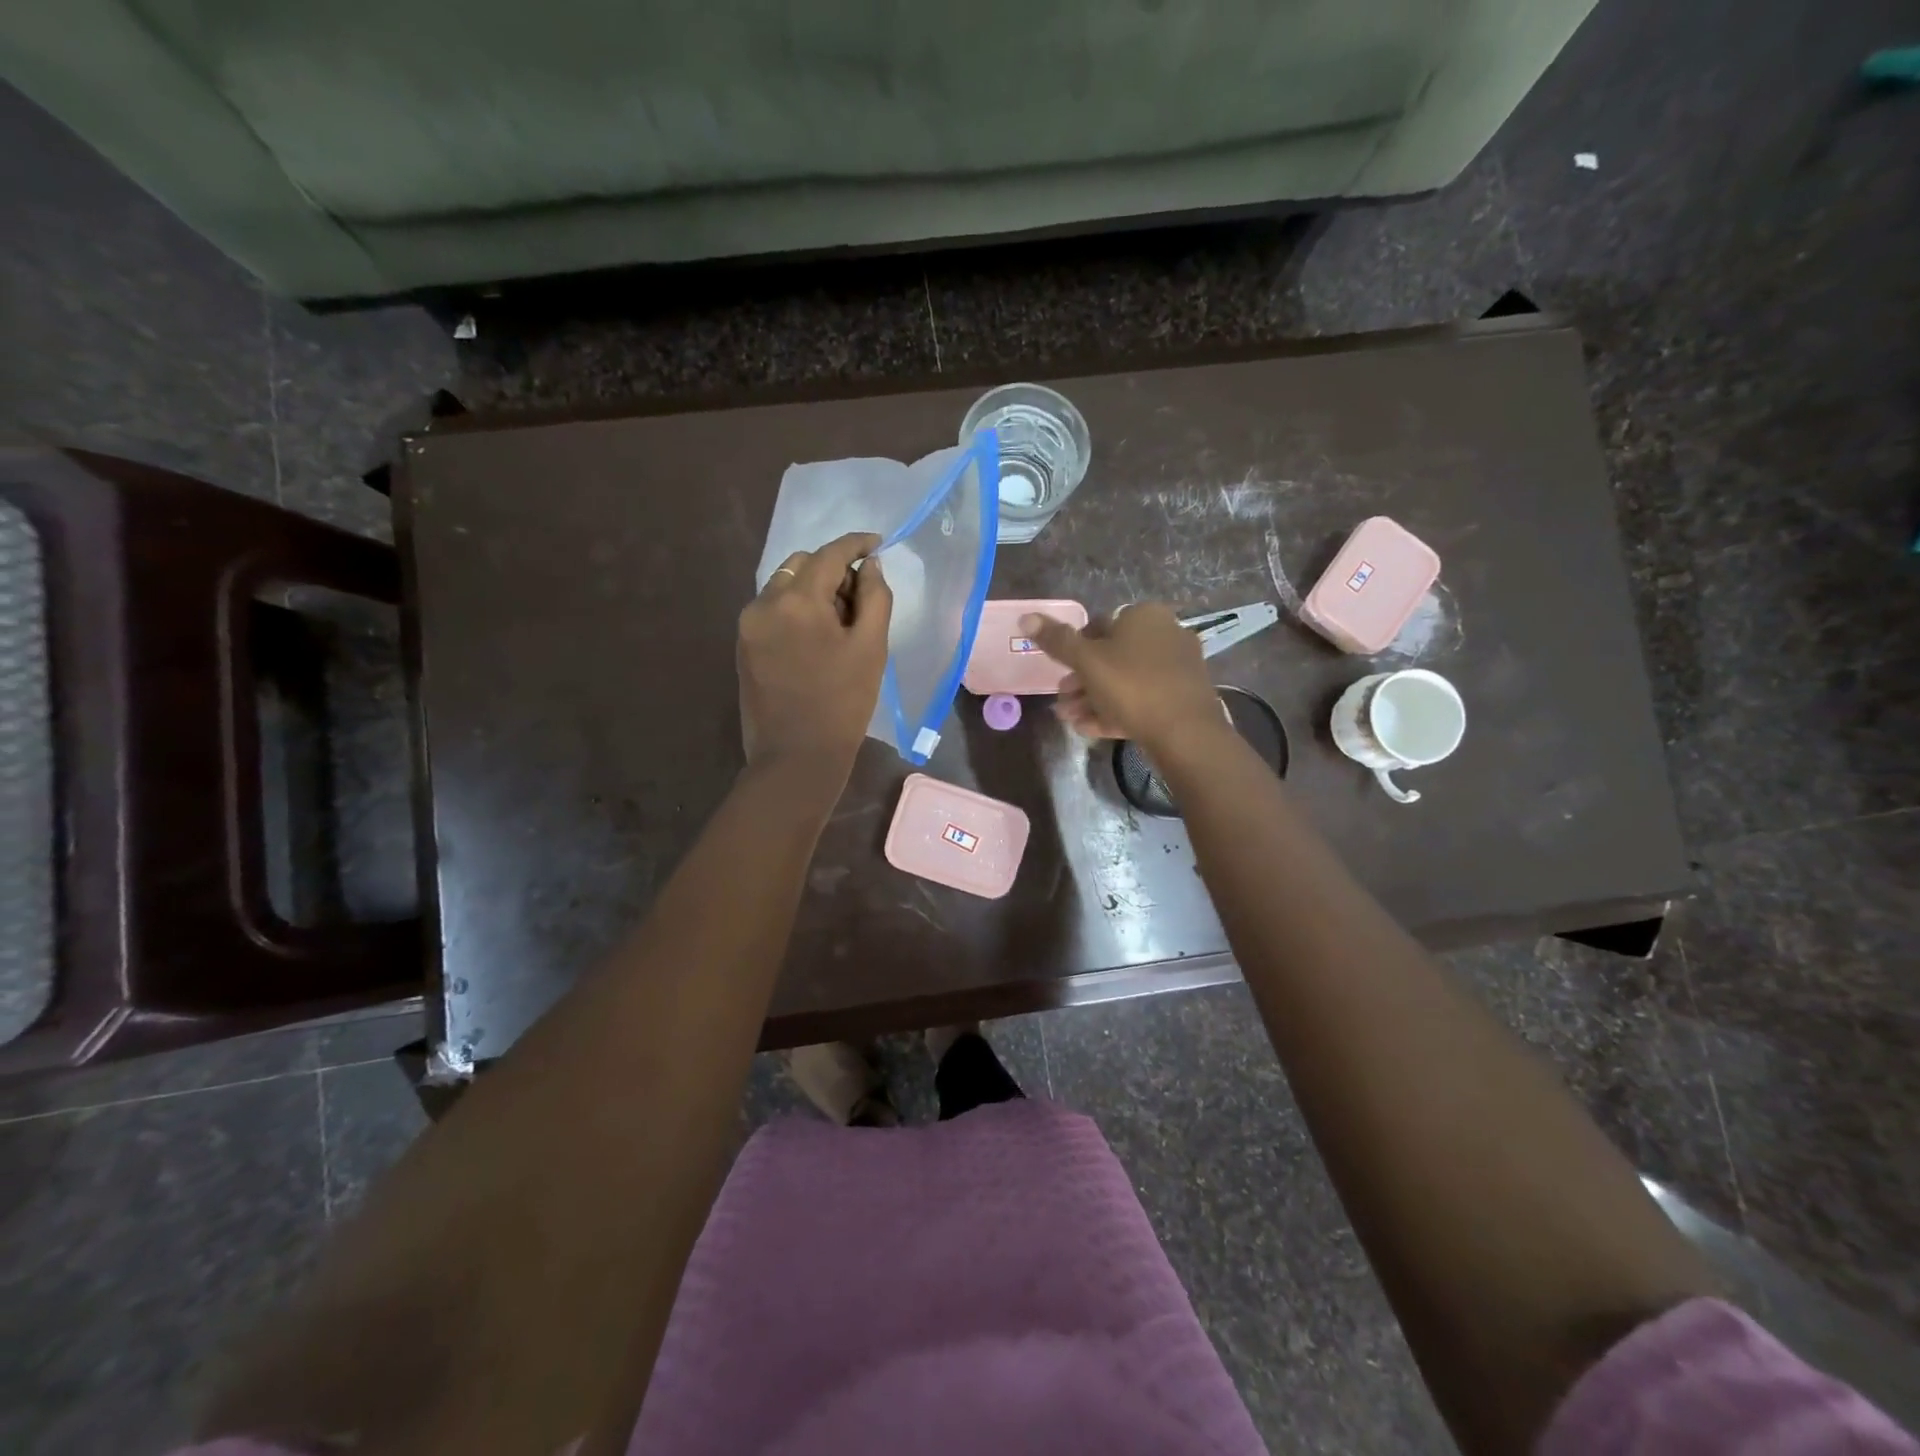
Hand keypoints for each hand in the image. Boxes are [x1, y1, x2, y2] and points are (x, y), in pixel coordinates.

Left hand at [739, 532, 891, 775]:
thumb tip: (870, 566)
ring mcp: (749, 624)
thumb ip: (875, 598)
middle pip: (802, 564)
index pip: (830, 554)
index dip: (856, 544)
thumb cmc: (843, 704)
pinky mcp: (743, 645)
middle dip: (833, 569)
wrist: (795, 757)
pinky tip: (816, 638)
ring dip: (813, 588)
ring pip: (784, 585)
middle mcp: (765, 602)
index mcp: (798, 600)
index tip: (877, 542)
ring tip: (839, 621)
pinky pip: (772, 609)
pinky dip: (796, 609)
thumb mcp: (871, 648)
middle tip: (861, 597)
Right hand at [1022, 604, 1223, 751]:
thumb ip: (1057, 640)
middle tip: (1062, 702)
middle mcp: (1165, 634)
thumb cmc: (1132, 686)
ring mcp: (1176, 667)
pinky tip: (1090, 729)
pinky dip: (1115, 710)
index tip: (1060, 674)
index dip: (1074, 651)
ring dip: (1093, 699)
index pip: (1098, 626)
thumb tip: (1025, 618)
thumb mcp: (1087, 661)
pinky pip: (1142, 698)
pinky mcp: (1182, 696)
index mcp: (1144, 616)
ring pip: (1125, 680)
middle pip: (1112, 656)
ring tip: (1070, 719)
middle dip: (1082, 681)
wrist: (1185, 732)